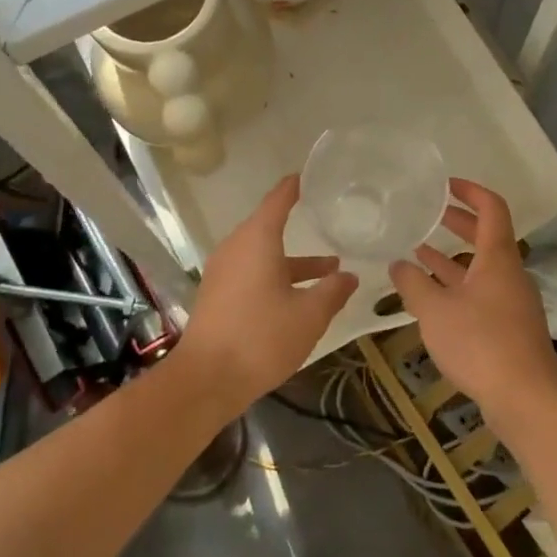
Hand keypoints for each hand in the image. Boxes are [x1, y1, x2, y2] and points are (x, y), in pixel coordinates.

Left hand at [179, 175, 357, 412]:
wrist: (206, 380)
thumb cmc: (261, 338)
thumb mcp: (309, 316)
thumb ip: (332, 291)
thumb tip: (351, 276)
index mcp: (257, 239)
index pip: (278, 199)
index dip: (294, 187)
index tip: (310, 176)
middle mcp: (236, 247)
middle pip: (270, 227)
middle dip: (300, 226)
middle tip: (329, 221)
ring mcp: (223, 272)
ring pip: (263, 255)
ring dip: (294, 261)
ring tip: (330, 270)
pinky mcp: (218, 295)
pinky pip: (252, 273)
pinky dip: (276, 275)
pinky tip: (298, 297)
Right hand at [389, 179, 556, 427]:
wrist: (527, 399)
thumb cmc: (481, 344)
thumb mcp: (436, 311)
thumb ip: (413, 285)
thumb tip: (397, 264)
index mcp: (497, 258)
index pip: (492, 208)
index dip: (471, 191)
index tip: (446, 185)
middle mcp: (509, 274)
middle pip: (486, 236)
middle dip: (458, 222)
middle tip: (429, 214)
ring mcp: (511, 302)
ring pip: (481, 268)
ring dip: (453, 258)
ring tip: (419, 252)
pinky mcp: (509, 329)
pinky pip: (481, 293)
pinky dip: (457, 285)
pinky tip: (433, 297)